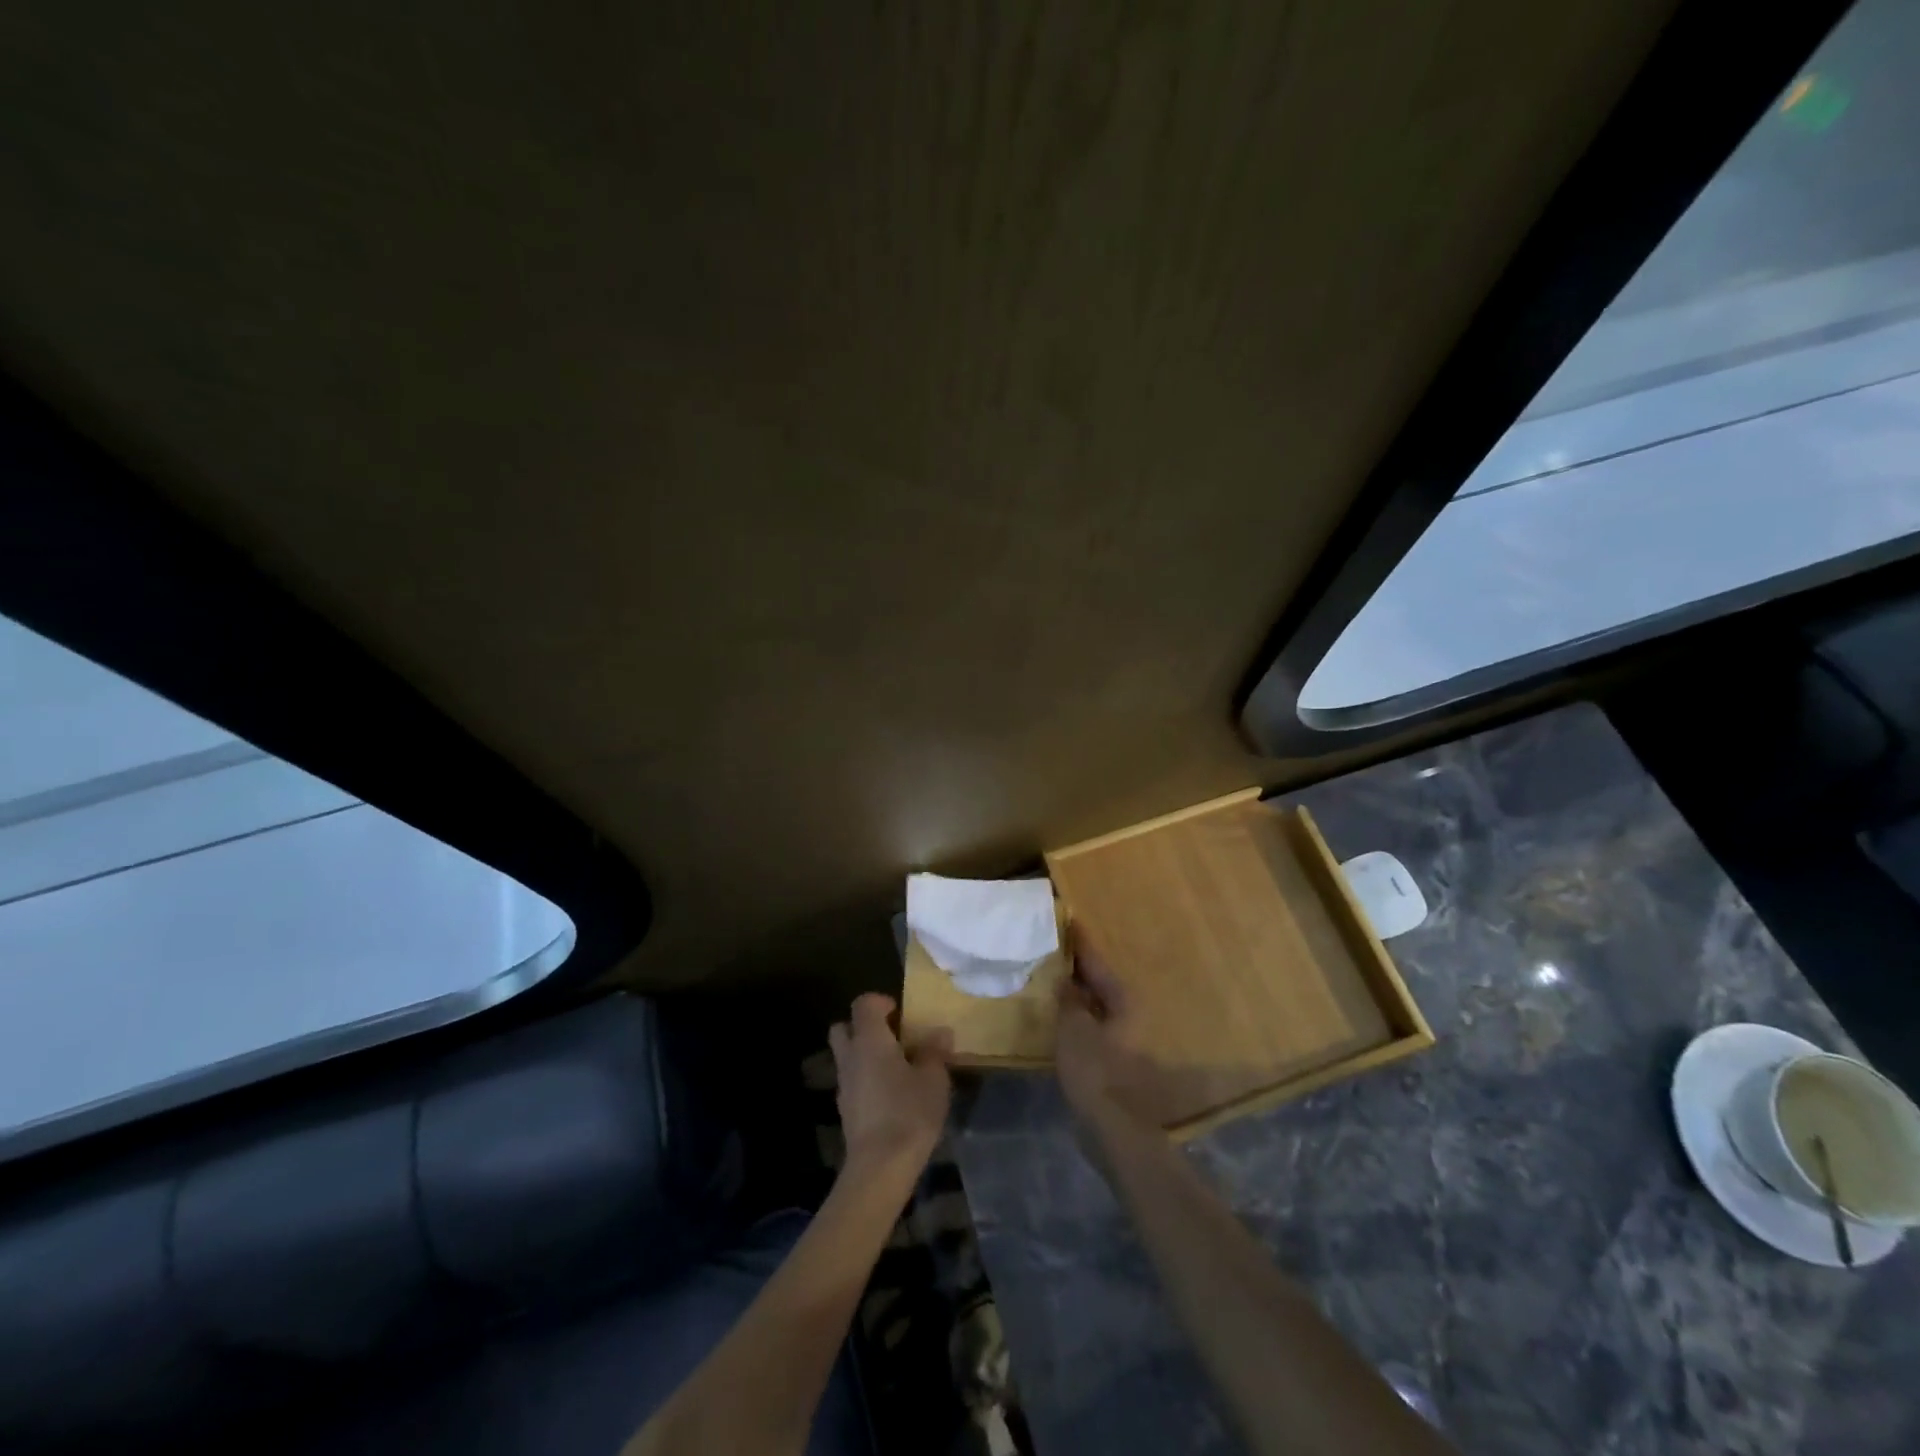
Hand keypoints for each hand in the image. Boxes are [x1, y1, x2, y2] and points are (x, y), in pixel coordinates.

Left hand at [828, 993, 952, 1180]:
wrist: (879, 1168)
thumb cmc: (909, 1113)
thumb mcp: (934, 1079)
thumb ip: (935, 1052)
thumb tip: (941, 1032)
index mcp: (870, 1040)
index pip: (863, 1004)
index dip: (880, 1002)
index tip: (900, 1012)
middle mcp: (850, 1056)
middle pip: (844, 1028)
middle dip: (863, 1026)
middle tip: (891, 1036)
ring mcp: (844, 1085)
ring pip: (846, 1056)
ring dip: (864, 1054)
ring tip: (895, 1067)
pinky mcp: (845, 1111)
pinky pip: (852, 1081)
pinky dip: (865, 1079)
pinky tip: (889, 1095)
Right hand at [1056, 925, 1181, 1136]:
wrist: (1111, 1125)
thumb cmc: (1094, 1070)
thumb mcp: (1073, 1027)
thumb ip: (1068, 998)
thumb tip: (1064, 977)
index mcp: (1119, 998)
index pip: (1095, 959)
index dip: (1078, 940)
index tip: (1065, 919)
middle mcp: (1124, 1011)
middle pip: (1096, 979)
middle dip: (1074, 964)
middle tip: (1049, 945)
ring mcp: (1118, 1034)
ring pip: (1092, 1001)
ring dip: (1073, 989)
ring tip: (1046, 974)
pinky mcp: (1108, 1055)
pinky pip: (1087, 1020)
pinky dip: (1072, 1011)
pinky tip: (1054, 1011)